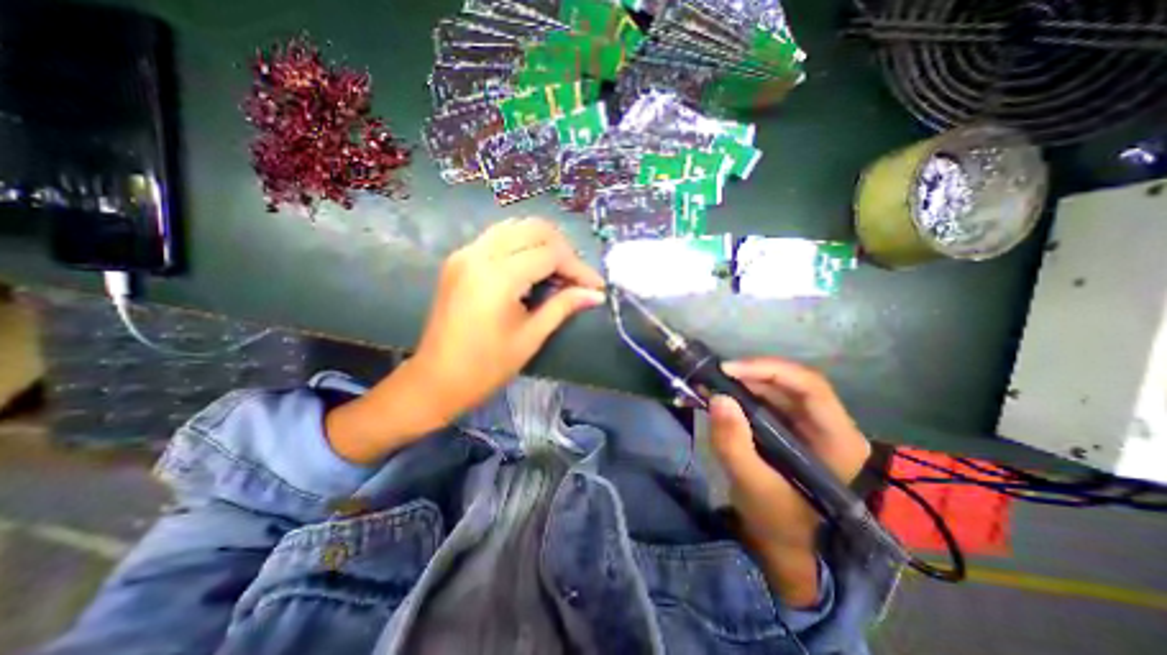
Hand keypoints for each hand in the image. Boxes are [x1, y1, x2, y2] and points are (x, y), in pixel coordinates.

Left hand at [324, 216, 606, 463]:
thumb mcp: (530, 337)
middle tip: (577, 277)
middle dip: (563, 249)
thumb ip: (563, 307)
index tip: (595, 286)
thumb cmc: (486, 367)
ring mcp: (465, 253)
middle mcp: (479, 254)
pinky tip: (533, 267)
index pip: (550, 254)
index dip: (578, 268)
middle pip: (534, 229)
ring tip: (559, 270)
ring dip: (543, 243)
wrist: (436, 380)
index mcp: (498, 277)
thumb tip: (595, 294)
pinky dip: (522, 244)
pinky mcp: (459, 259)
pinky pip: (498, 236)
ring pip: (515, 226)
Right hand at [707, 356, 869, 607]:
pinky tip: (718, 397)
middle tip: (712, 376)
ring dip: (742, 383)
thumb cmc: (778, 522)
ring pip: (776, 390)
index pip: (810, 387)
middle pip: (790, 384)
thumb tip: (717, 398)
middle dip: (749, 375)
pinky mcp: (789, 429)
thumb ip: (734, 444)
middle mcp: (828, 425)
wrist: (784, 546)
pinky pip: (765, 402)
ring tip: (710, 384)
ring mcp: (808, 426)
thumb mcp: (753, 486)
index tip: (729, 370)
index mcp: (837, 441)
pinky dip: (740, 395)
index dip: (769, 369)